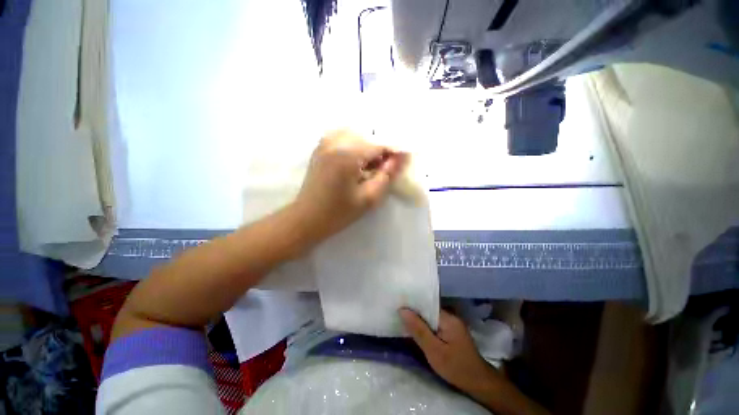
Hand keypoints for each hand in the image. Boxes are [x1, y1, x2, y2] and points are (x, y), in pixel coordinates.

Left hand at [294, 130, 406, 240]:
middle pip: (366, 137)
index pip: (378, 145)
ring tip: (368, 167)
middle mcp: (334, 143)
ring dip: (366, 147)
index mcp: (347, 156)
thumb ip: (386, 175)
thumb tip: (402, 157)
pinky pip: (341, 138)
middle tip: (381, 170)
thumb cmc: (339, 213)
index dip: (392, 153)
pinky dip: (353, 145)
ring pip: (354, 135)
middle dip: (378, 151)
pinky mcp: (319, 149)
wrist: (307, 218)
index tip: (400, 163)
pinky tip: (354, 161)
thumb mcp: (368, 198)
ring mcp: (324, 144)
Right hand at [399, 309, 498, 392]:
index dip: (413, 304)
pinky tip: (417, 330)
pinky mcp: (452, 332)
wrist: (478, 383)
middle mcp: (451, 317)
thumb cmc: (455, 367)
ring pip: (431, 317)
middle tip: (397, 312)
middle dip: (414, 311)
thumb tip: (402, 310)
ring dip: (419, 319)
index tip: (398, 304)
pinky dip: (426, 326)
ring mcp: (453, 324)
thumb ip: (418, 330)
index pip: (427, 304)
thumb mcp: (434, 351)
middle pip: (428, 310)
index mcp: (448, 318)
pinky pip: (435, 324)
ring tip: (403, 318)